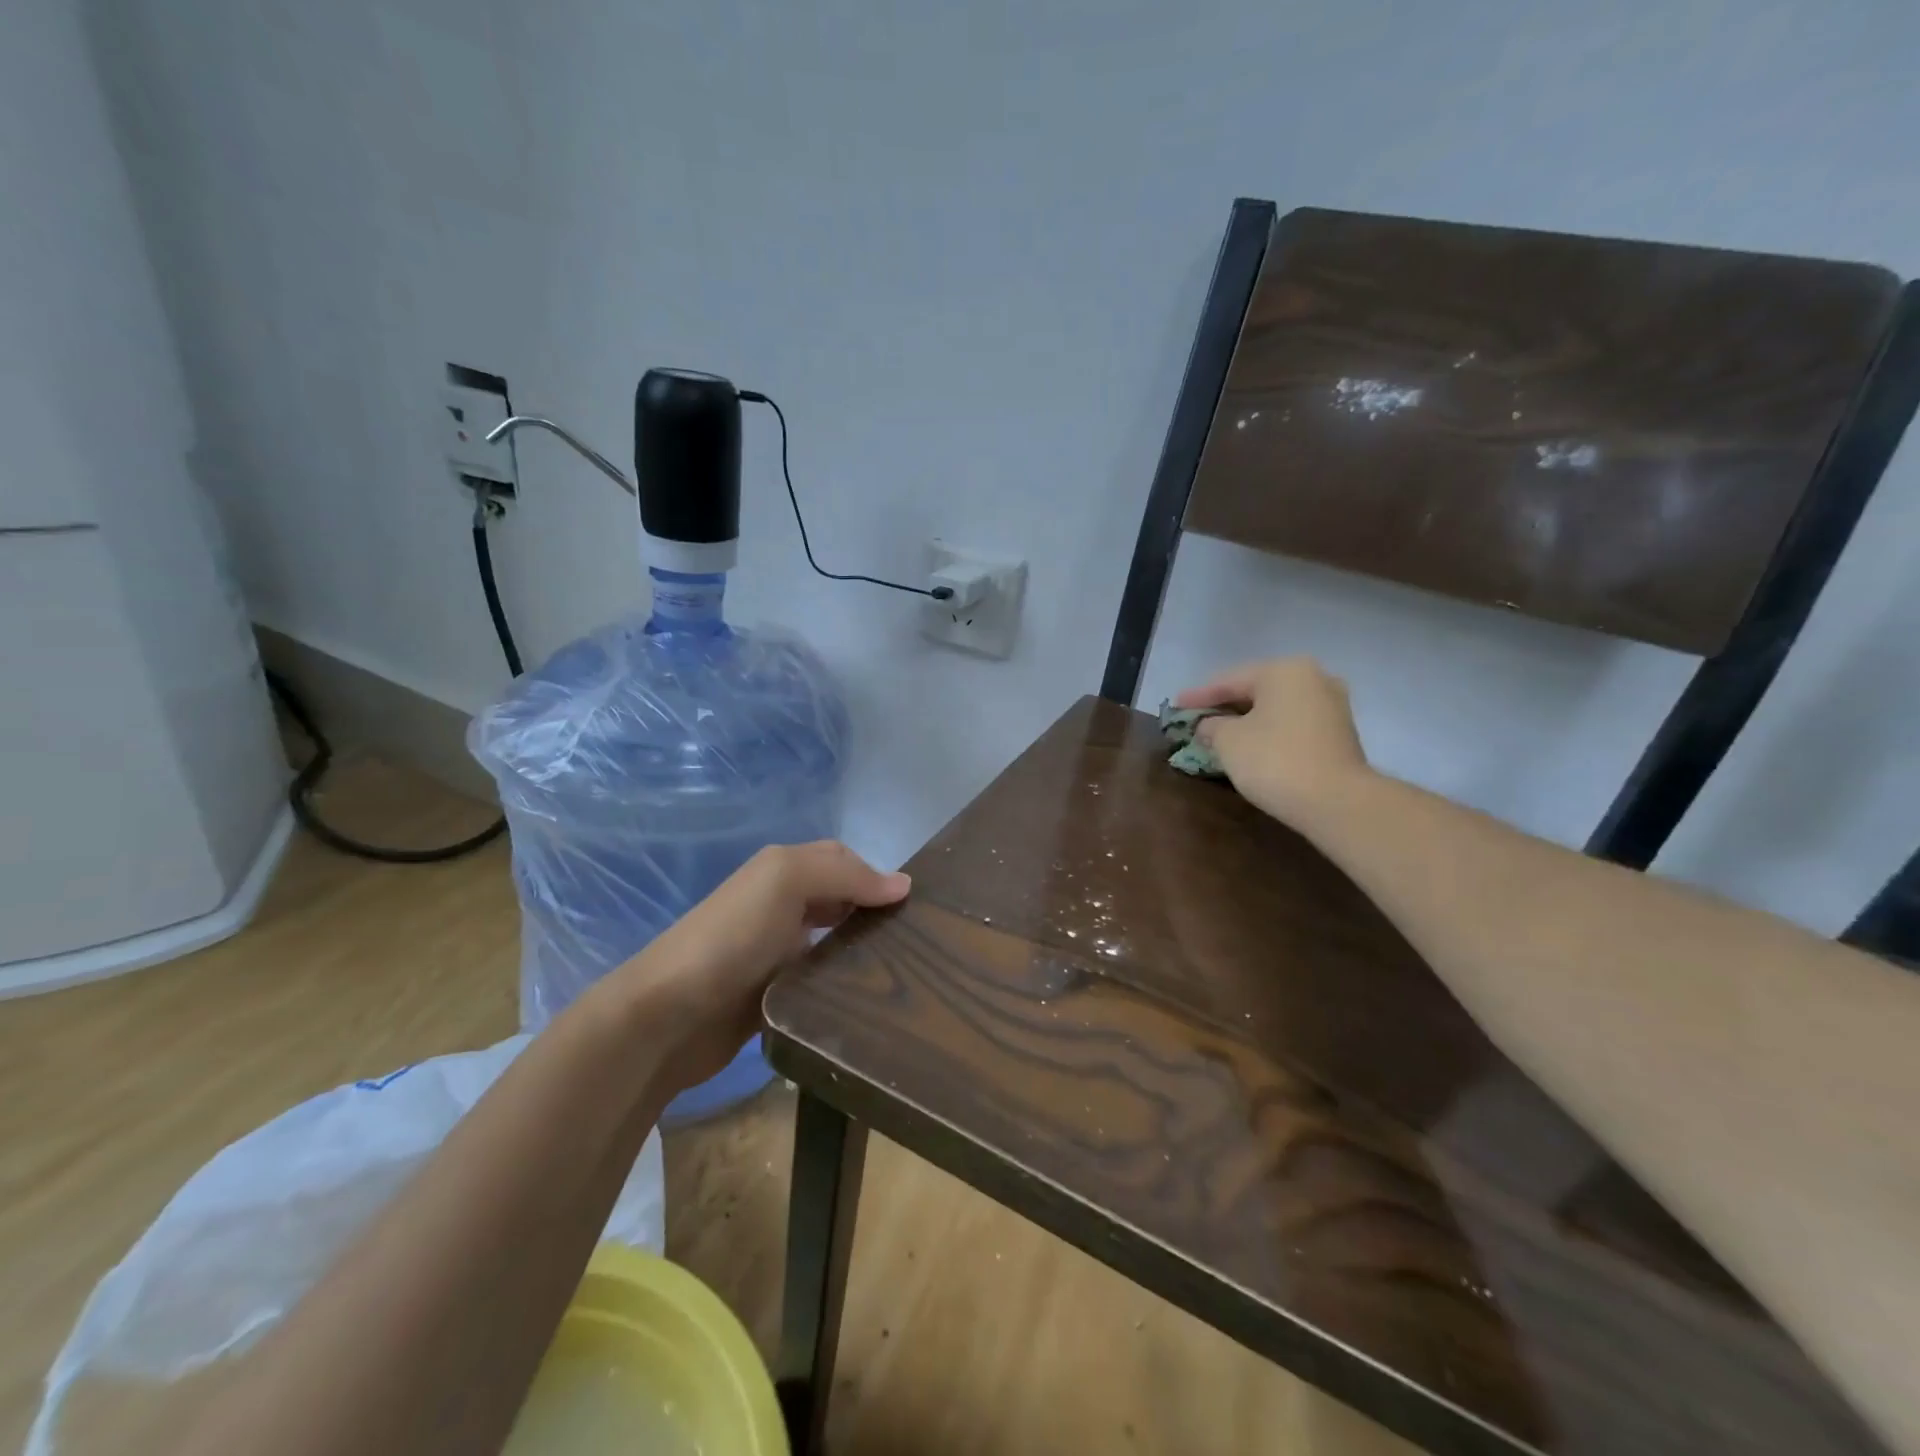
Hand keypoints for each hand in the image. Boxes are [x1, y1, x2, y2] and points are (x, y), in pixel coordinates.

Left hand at [612, 842, 910, 1092]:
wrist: (667, 1016)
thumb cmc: (731, 937)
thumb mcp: (785, 882)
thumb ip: (844, 874)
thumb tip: (903, 884)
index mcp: (782, 871)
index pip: (843, 860)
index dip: (876, 876)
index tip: (916, 906)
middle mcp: (781, 905)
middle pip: (840, 900)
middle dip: (874, 913)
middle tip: (920, 941)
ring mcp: (777, 952)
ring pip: (834, 942)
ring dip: (862, 951)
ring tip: (905, 973)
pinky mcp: (775, 995)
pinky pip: (820, 982)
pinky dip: (843, 985)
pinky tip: (868, 999)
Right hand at [1175, 657, 1370, 826]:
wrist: (1336, 802)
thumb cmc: (1274, 760)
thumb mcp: (1228, 741)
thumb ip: (1211, 726)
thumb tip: (1209, 725)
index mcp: (1284, 671)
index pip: (1229, 680)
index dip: (1199, 695)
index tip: (1175, 705)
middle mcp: (1314, 678)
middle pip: (1256, 690)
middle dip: (1225, 706)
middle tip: (1196, 718)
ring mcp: (1332, 706)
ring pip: (1276, 708)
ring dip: (1248, 720)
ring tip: (1220, 733)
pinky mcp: (1340, 734)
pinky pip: (1293, 724)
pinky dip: (1269, 732)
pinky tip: (1251, 745)